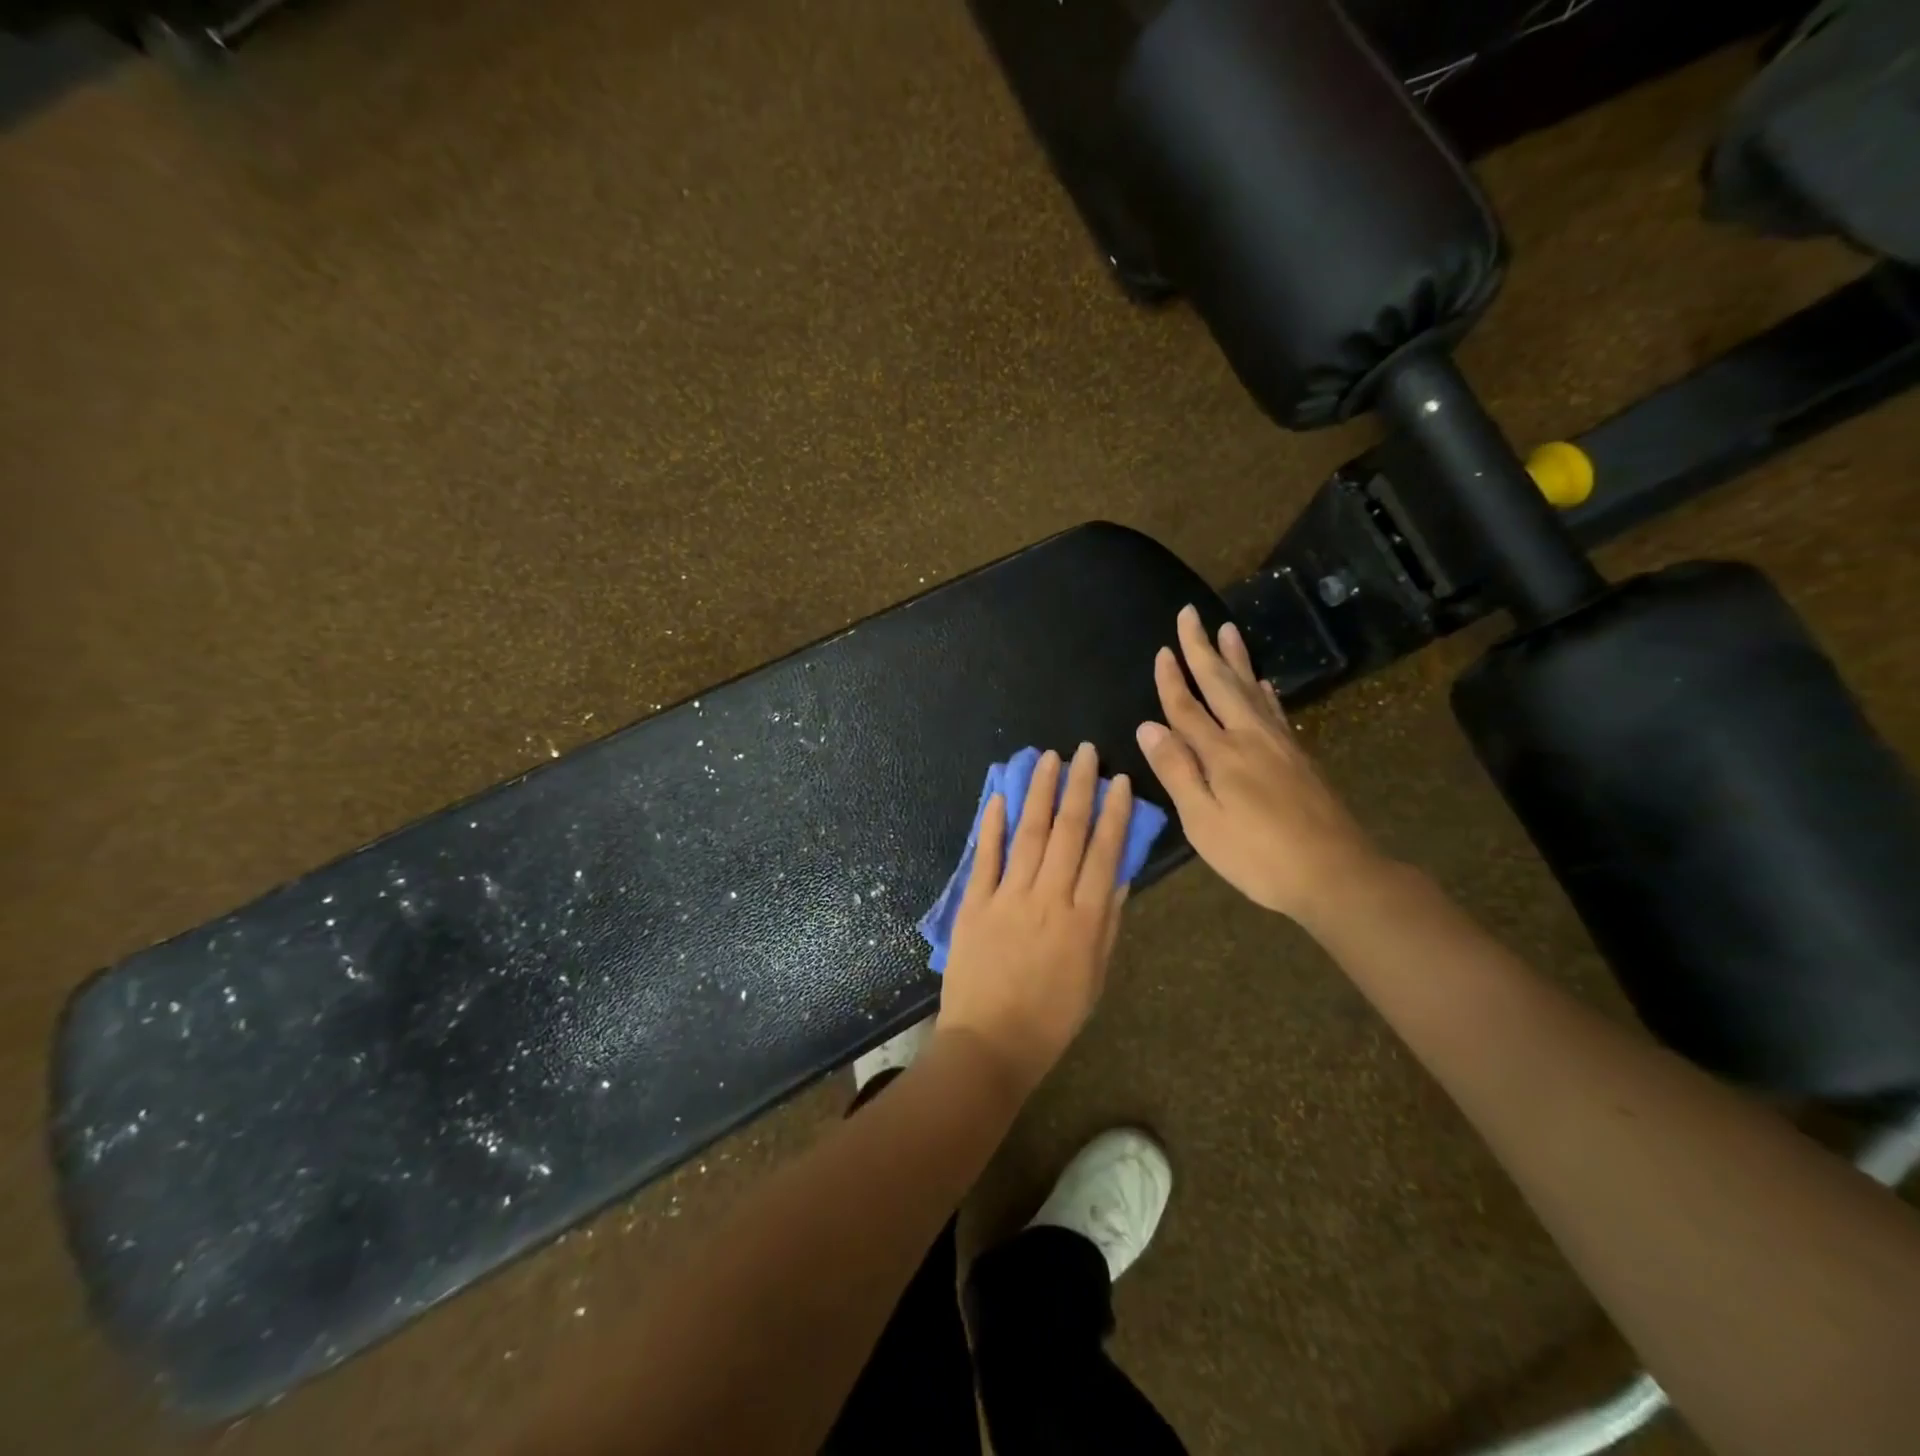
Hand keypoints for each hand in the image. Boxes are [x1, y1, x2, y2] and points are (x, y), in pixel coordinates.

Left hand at [938, 744, 1133, 1094]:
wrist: (990, 1044)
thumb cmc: (1052, 1017)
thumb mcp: (1095, 976)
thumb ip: (1107, 922)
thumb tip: (1119, 873)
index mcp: (1084, 919)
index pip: (1104, 852)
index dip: (1114, 813)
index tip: (1118, 781)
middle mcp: (1049, 898)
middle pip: (1068, 832)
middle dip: (1078, 787)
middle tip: (1084, 751)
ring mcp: (1008, 897)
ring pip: (1028, 833)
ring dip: (1039, 792)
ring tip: (1048, 759)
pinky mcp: (974, 903)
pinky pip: (986, 857)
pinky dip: (993, 826)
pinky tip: (1001, 796)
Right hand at [1136, 605, 1387, 923]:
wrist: (1336, 873)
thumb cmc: (1258, 856)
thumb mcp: (1204, 822)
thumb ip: (1176, 771)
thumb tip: (1148, 726)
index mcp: (1222, 753)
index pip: (1187, 708)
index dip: (1171, 680)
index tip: (1161, 650)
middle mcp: (1251, 737)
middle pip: (1221, 685)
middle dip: (1202, 649)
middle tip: (1191, 614)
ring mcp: (1280, 745)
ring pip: (1251, 689)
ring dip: (1236, 659)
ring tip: (1227, 630)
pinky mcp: (1299, 757)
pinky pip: (1276, 711)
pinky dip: (1264, 691)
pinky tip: (1262, 683)